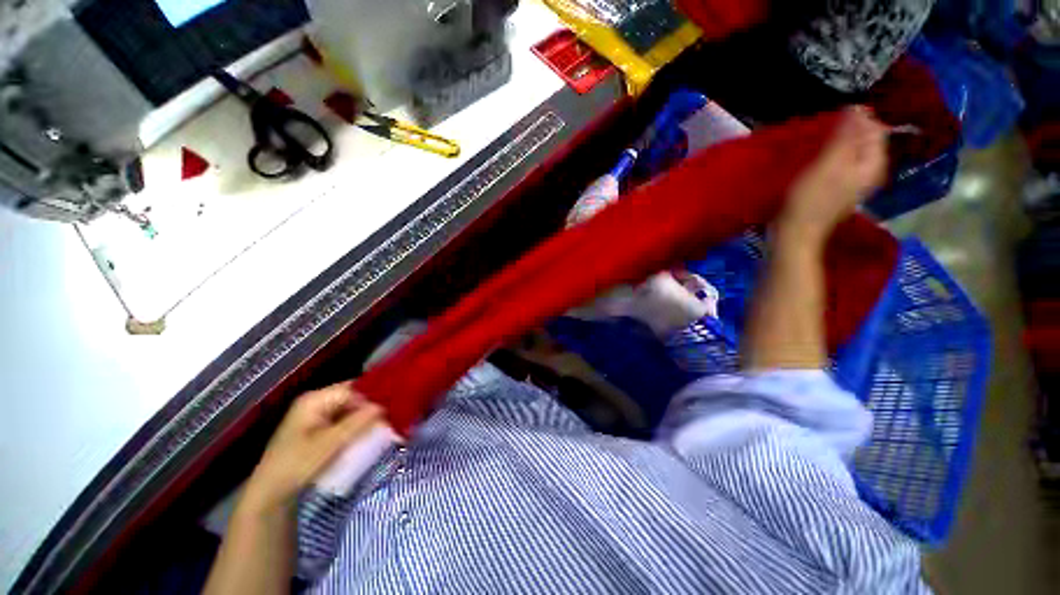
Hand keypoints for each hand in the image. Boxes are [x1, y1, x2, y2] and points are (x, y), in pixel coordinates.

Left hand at [243, 383, 383, 511]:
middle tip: (393, 414)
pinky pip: (344, 420)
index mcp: (314, 399)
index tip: (393, 403)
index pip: (353, 388)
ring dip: (365, 416)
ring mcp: (316, 416)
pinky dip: (357, 425)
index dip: (373, 394)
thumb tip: (384, 405)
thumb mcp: (329, 444)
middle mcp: (316, 402)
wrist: (270, 494)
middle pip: (352, 397)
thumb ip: (357, 422)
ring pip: (350, 409)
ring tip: (386, 423)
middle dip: (371, 405)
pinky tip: (369, 432)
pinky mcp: (318, 429)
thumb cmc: (297, 465)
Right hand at [778, 106, 888, 245]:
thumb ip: (845, 136)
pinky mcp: (838, 189)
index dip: (857, 119)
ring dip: (837, 143)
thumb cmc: (810, 199)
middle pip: (864, 140)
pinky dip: (831, 156)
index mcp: (873, 163)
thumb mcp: (828, 164)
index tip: (833, 117)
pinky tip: (816, 158)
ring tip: (818, 141)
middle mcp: (870, 171)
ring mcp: (854, 182)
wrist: (795, 233)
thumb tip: (857, 107)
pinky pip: (841, 163)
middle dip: (847, 130)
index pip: (874, 129)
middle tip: (824, 129)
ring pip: (851, 152)